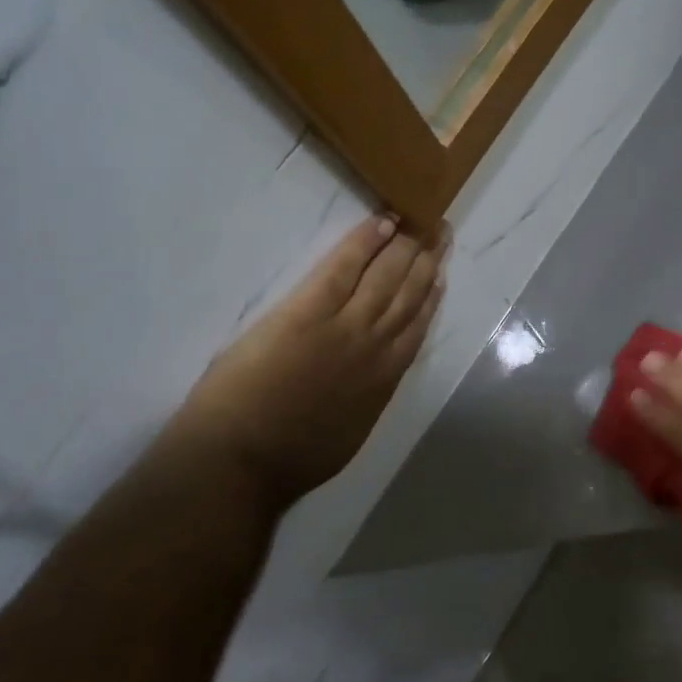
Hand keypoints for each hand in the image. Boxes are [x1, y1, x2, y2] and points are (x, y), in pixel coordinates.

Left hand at [165, 215, 446, 513]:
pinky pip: (344, 267)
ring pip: (386, 278)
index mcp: (384, 380)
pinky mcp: (309, 311)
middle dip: (426, 261)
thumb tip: (376, 375)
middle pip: (408, 295)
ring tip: (420, 223)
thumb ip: (368, 395)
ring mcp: (345, 326)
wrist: (242, 459)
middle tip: (439, 232)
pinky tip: (382, 222)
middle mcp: (376, 347)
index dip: (430, 296)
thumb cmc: (289, 456)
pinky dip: (365, 243)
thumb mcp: (350, 431)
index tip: (440, 273)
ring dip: (405, 247)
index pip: (416, 327)